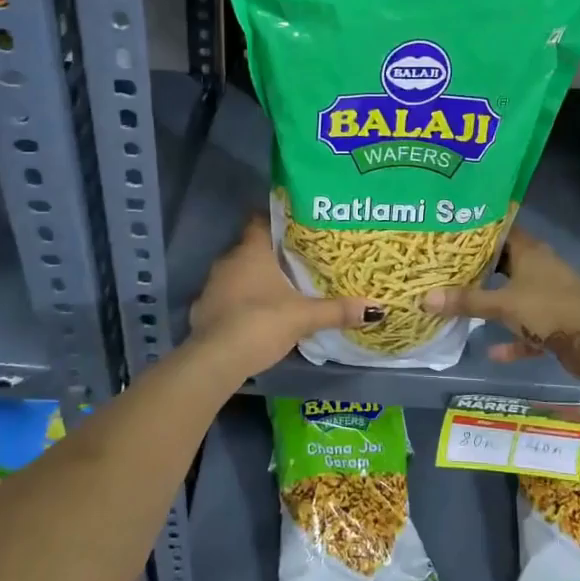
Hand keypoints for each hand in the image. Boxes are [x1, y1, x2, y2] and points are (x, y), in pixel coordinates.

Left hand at [187, 216, 378, 376]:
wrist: (215, 360)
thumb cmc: (260, 322)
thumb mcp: (304, 317)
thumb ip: (337, 310)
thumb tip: (376, 308)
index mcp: (251, 251)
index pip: (259, 220)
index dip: (276, 220)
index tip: (297, 225)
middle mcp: (227, 261)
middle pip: (250, 248)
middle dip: (272, 254)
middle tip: (298, 260)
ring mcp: (211, 286)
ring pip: (237, 274)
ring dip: (255, 280)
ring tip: (281, 288)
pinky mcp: (203, 311)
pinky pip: (226, 298)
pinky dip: (240, 302)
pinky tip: (256, 314)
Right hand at [423, 227, 579, 381]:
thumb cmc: (549, 309)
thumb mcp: (503, 304)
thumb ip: (466, 301)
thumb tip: (423, 298)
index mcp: (530, 252)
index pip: (501, 231)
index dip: (478, 231)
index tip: (451, 233)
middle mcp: (540, 268)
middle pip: (506, 263)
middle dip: (480, 269)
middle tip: (447, 269)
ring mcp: (550, 296)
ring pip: (516, 296)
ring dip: (495, 304)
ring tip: (463, 305)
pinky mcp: (557, 323)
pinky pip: (528, 329)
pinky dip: (513, 339)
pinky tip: (493, 351)